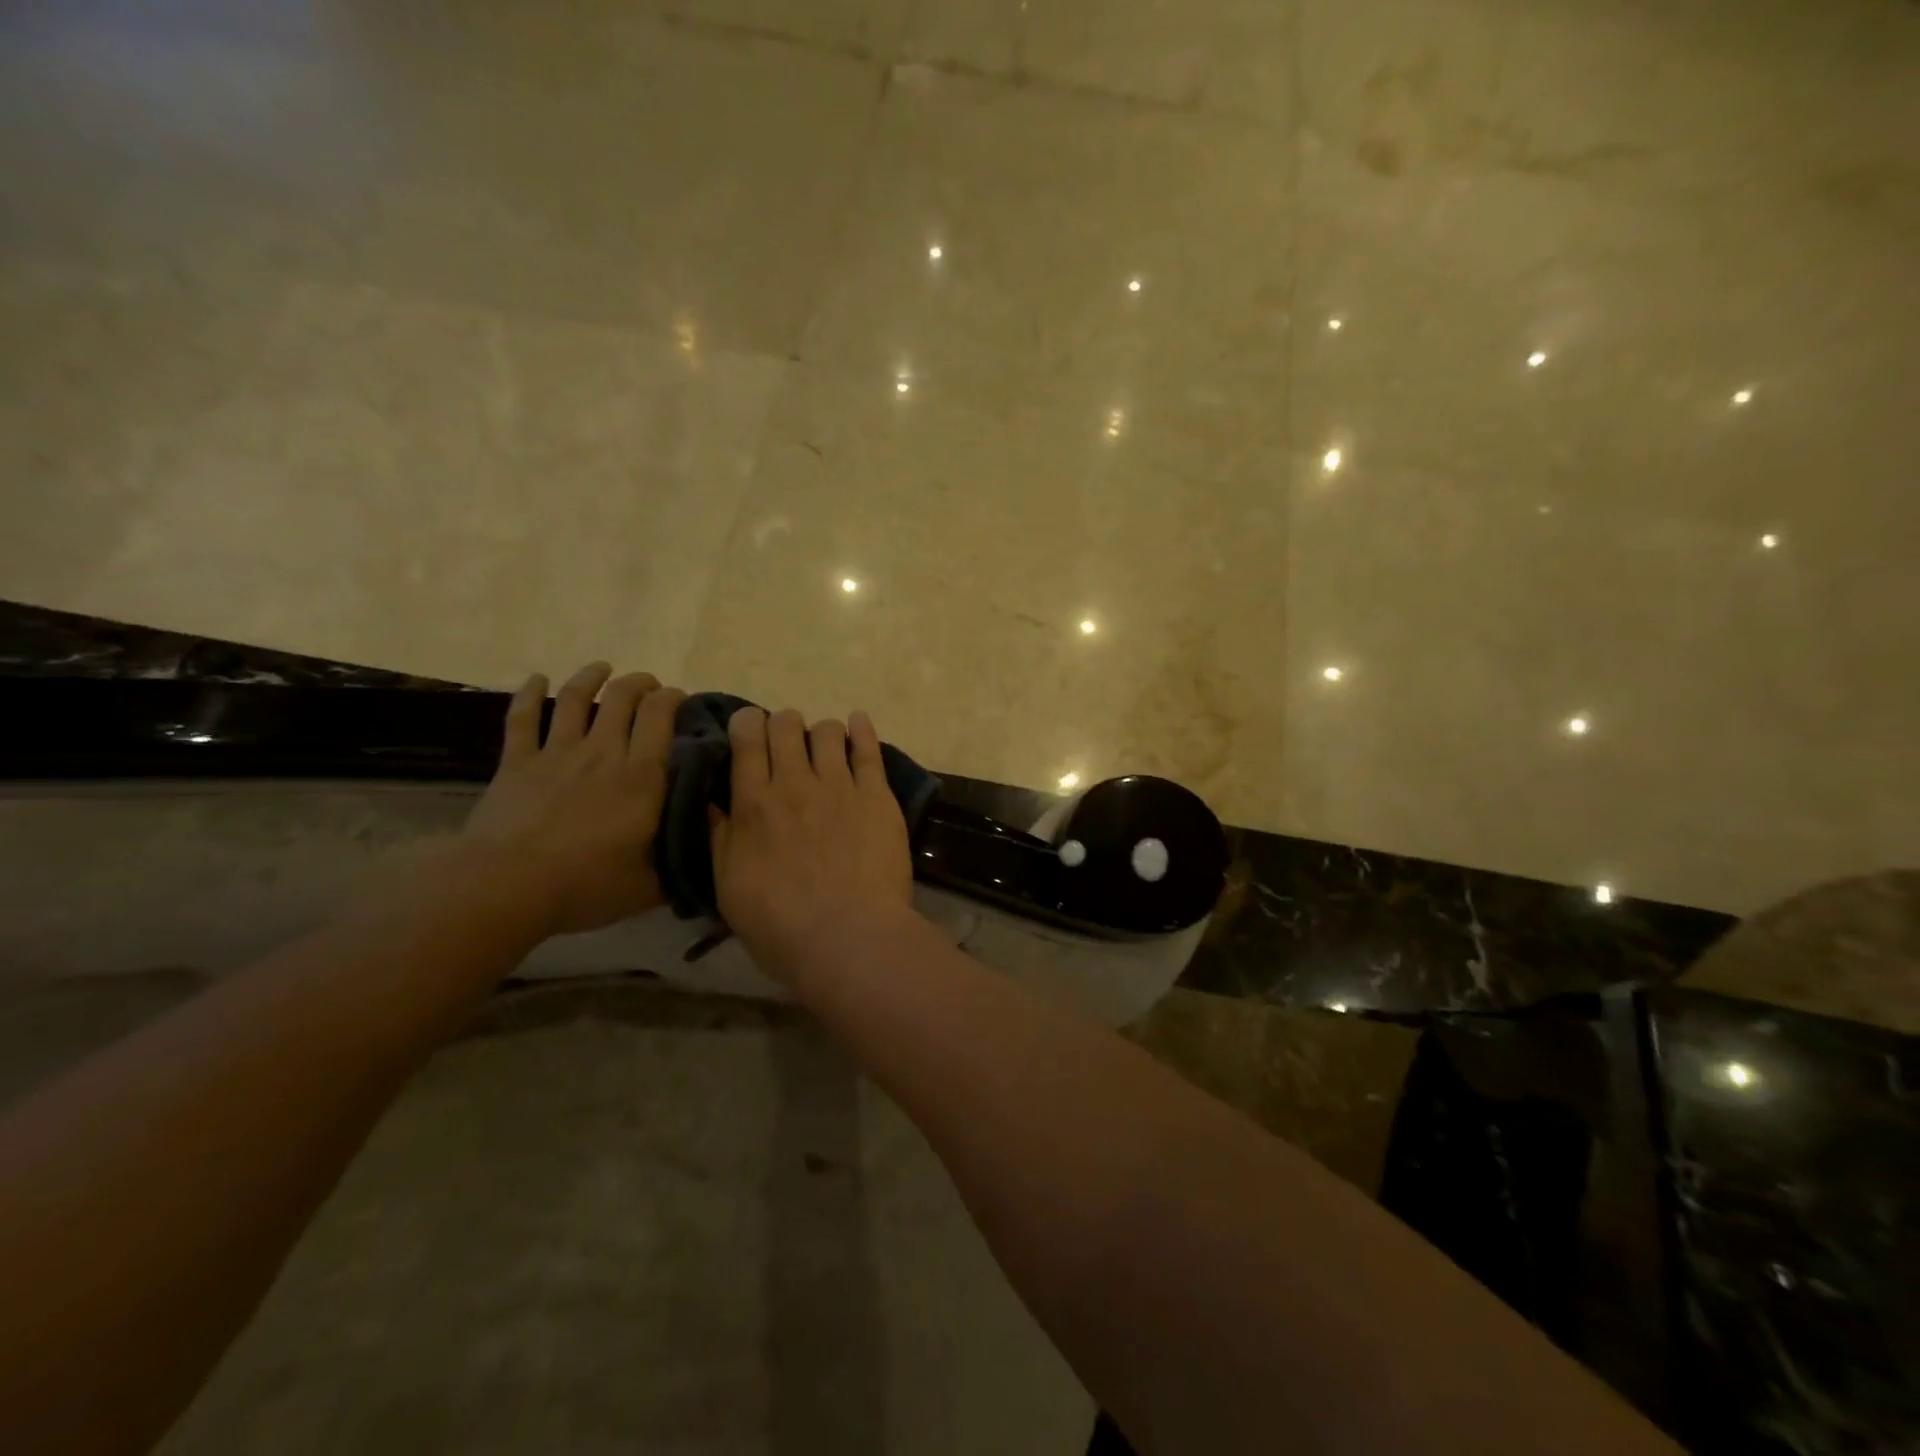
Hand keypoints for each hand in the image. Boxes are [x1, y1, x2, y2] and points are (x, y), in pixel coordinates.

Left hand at [461, 662, 685, 935]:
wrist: (507, 886)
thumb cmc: (586, 885)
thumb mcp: (649, 885)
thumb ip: (678, 866)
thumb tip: (704, 858)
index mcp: (641, 776)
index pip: (660, 716)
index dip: (672, 698)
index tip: (679, 698)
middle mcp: (603, 752)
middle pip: (622, 698)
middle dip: (640, 683)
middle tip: (648, 687)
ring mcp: (557, 753)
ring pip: (576, 698)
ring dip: (591, 677)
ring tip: (602, 668)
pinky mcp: (517, 762)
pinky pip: (522, 717)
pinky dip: (529, 693)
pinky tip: (536, 678)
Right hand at [709, 707, 914, 977]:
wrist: (847, 936)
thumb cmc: (780, 925)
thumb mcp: (729, 889)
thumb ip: (720, 840)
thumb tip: (712, 802)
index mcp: (752, 803)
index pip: (746, 740)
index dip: (748, 723)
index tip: (751, 729)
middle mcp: (793, 783)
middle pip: (786, 725)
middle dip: (784, 724)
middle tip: (788, 741)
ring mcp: (838, 785)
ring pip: (827, 731)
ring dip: (821, 732)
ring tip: (826, 746)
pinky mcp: (876, 795)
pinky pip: (869, 749)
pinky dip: (862, 729)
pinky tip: (858, 722)